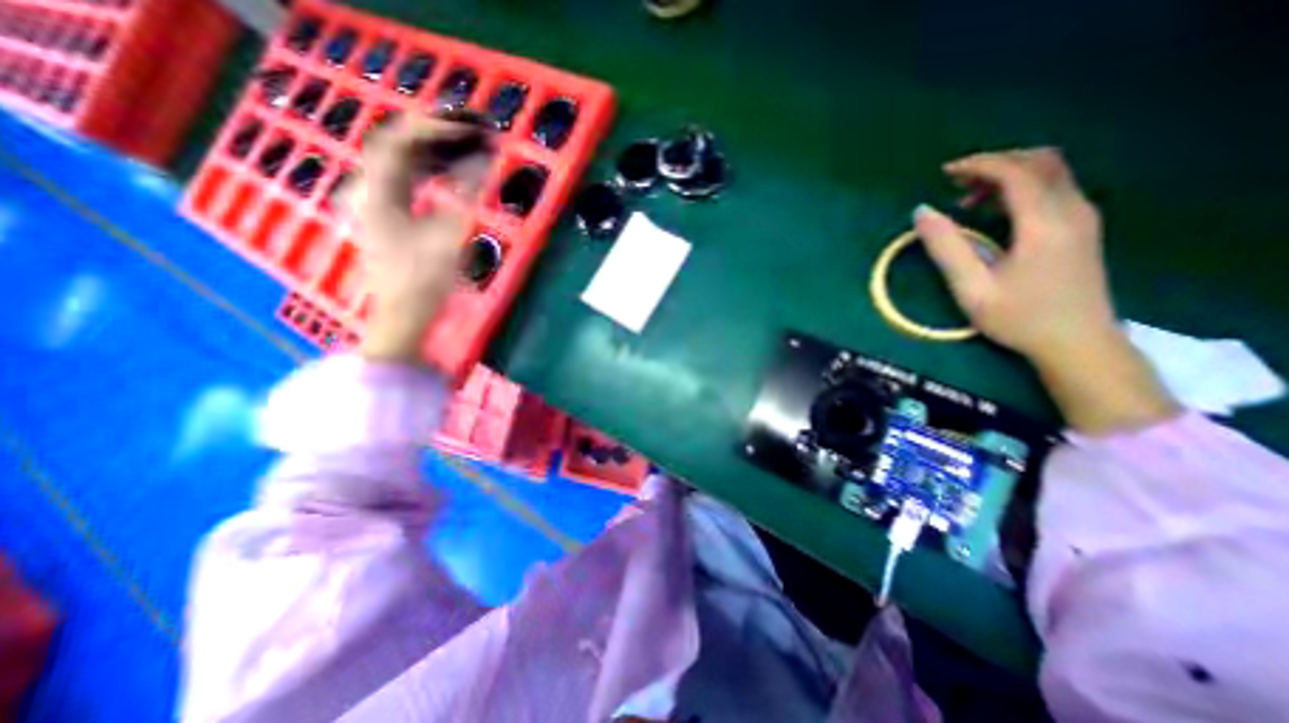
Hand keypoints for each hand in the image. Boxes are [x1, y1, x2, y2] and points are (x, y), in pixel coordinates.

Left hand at [342, 116, 494, 368]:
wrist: (404, 316)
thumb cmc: (425, 281)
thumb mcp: (451, 237)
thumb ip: (468, 195)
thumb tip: (485, 162)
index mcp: (376, 191)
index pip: (400, 140)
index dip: (437, 129)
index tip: (473, 131)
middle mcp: (368, 188)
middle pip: (399, 145)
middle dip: (438, 135)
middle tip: (475, 133)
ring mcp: (374, 202)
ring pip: (403, 162)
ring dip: (437, 154)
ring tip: (471, 150)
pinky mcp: (387, 216)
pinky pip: (407, 181)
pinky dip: (432, 173)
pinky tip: (454, 174)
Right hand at [909, 143, 1175, 431]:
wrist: (1078, 343)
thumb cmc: (1018, 318)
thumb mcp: (971, 287)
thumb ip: (946, 248)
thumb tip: (921, 212)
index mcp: (1044, 222)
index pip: (1016, 172)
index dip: (980, 165)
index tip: (945, 173)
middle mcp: (1072, 210)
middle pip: (1041, 161)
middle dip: (996, 163)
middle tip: (956, 182)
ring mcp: (1084, 217)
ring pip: (1052, 172)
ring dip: (1009, 175)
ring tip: (969, 199)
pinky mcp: (1083, 228)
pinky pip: (1055, 189)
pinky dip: (1022, 188)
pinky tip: (995, 212)